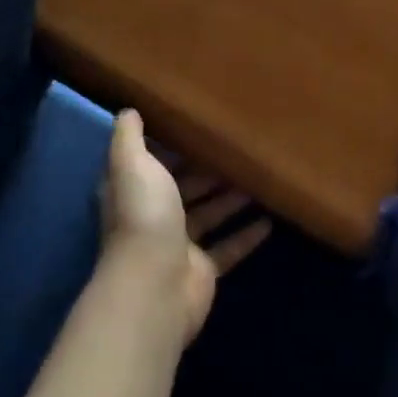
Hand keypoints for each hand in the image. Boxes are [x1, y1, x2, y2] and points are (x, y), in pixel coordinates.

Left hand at [100, 110, 270, 342]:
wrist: (156, 285)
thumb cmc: (144, 216)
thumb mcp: (132, 164)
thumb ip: (129, 138)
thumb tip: (128, 111)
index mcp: (134, 191)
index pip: (152, 164)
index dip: (172, 149)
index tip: (200, 130)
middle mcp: (153, 217)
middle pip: (184, 190)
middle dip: (209, 173)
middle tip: (241, 153)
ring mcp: (179, 246)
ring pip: (209, 216)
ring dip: (230, 200)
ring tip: (259, 181)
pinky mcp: (203, 270)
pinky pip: (228, 248)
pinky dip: (246, 236)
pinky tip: (269, 222)